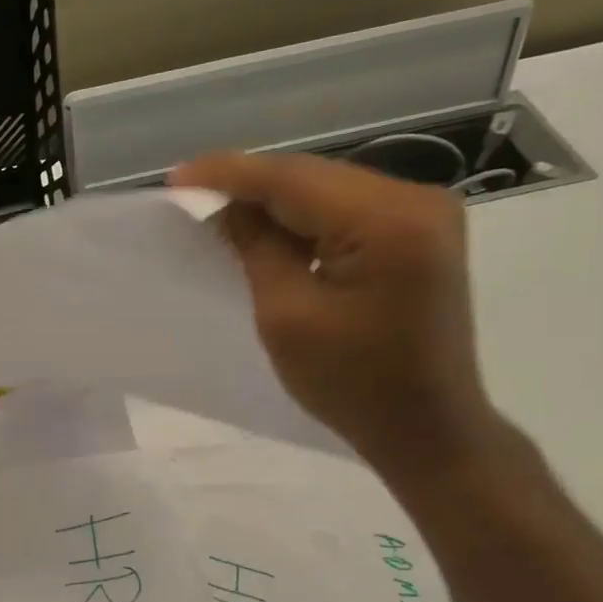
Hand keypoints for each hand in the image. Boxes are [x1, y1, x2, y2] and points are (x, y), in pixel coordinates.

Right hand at [173, 151, 504, 482]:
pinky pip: (348, 209)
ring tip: (221, 213)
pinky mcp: (421, 232)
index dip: (229, 174)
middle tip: (192, 194)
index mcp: (387, 220)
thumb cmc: (351, 384)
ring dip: (275, 202)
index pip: (292, 179)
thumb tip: (230, 207)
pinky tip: (270, 230)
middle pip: (313, 177)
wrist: (425, 427)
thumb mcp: (286, 316)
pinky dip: (305, 218)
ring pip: (328, 189)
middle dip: (250, 186)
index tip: (176, 177)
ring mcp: (425, 213)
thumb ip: (257, 248)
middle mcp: (417, 199)